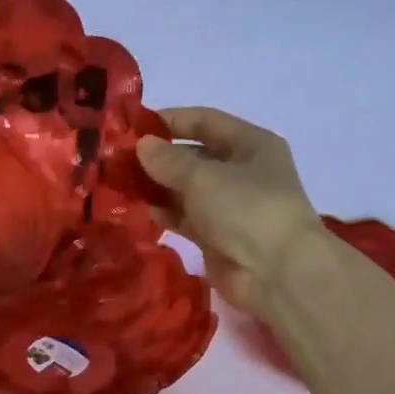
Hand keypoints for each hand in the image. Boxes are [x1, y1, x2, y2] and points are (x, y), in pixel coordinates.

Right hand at [137, 106, 324, 316]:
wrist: (276, 273)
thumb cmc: (245, 209)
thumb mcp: (203, 177)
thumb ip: (168, 160)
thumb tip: (141, 145)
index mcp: (250, 144)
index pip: (204, 121)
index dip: (169, 120)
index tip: (132, 126)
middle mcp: (241, 171)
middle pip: (193, 155)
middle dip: (157, 157)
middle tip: (118, 160)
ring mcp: (230, 205)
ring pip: (186, 188)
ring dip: (157, 186)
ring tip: (120, 184)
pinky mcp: (217, 236)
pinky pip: (185, 216)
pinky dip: (165, 212)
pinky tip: (139, 210)